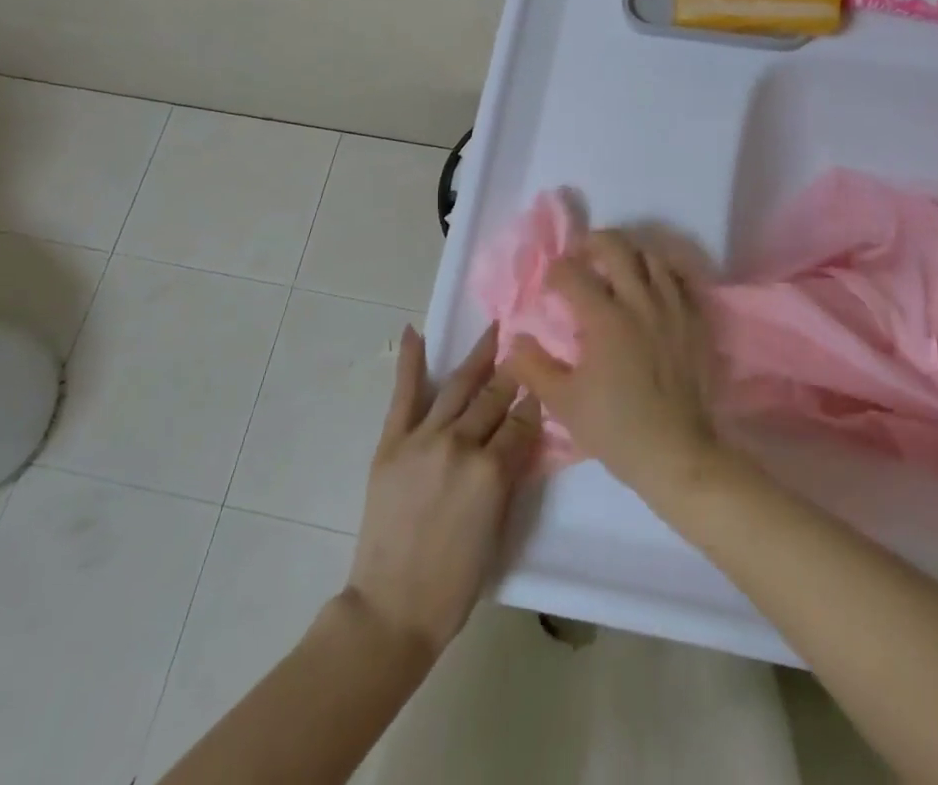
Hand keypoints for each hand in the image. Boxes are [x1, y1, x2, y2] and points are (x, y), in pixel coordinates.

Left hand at [344, 326, 540, 662]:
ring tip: (494, 330)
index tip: (545, 381)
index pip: (522, 422)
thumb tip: (522, 437)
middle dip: (514, 371)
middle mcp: (460, 444)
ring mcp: (423, 439)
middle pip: (494, 397)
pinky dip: (410, 362)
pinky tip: (415, 332)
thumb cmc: (455, 582)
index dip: (535, 401)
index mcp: (492, 472)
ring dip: (478, 356)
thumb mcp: (499, 528)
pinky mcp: (392, 443)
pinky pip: (404, 395)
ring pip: (458, 387)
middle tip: (526, 344)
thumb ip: (510, 476)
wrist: (392, 608)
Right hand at [503, 230, 719, 504]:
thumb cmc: (616, 428)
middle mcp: (640, 301)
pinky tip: (652, 288)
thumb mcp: (563, 403)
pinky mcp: (696, 320)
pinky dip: (662, 273)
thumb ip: (533, 367)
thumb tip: (514, 338)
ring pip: (651, 256)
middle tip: (582, 256)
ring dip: (629, 255)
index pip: (573, 274)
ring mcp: (673, 307)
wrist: (678, 454)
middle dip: (592, 243)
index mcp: (605, 318)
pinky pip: (679, 279)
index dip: (555, 272)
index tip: (550, 284)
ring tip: (618, 269)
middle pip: (616, 246)